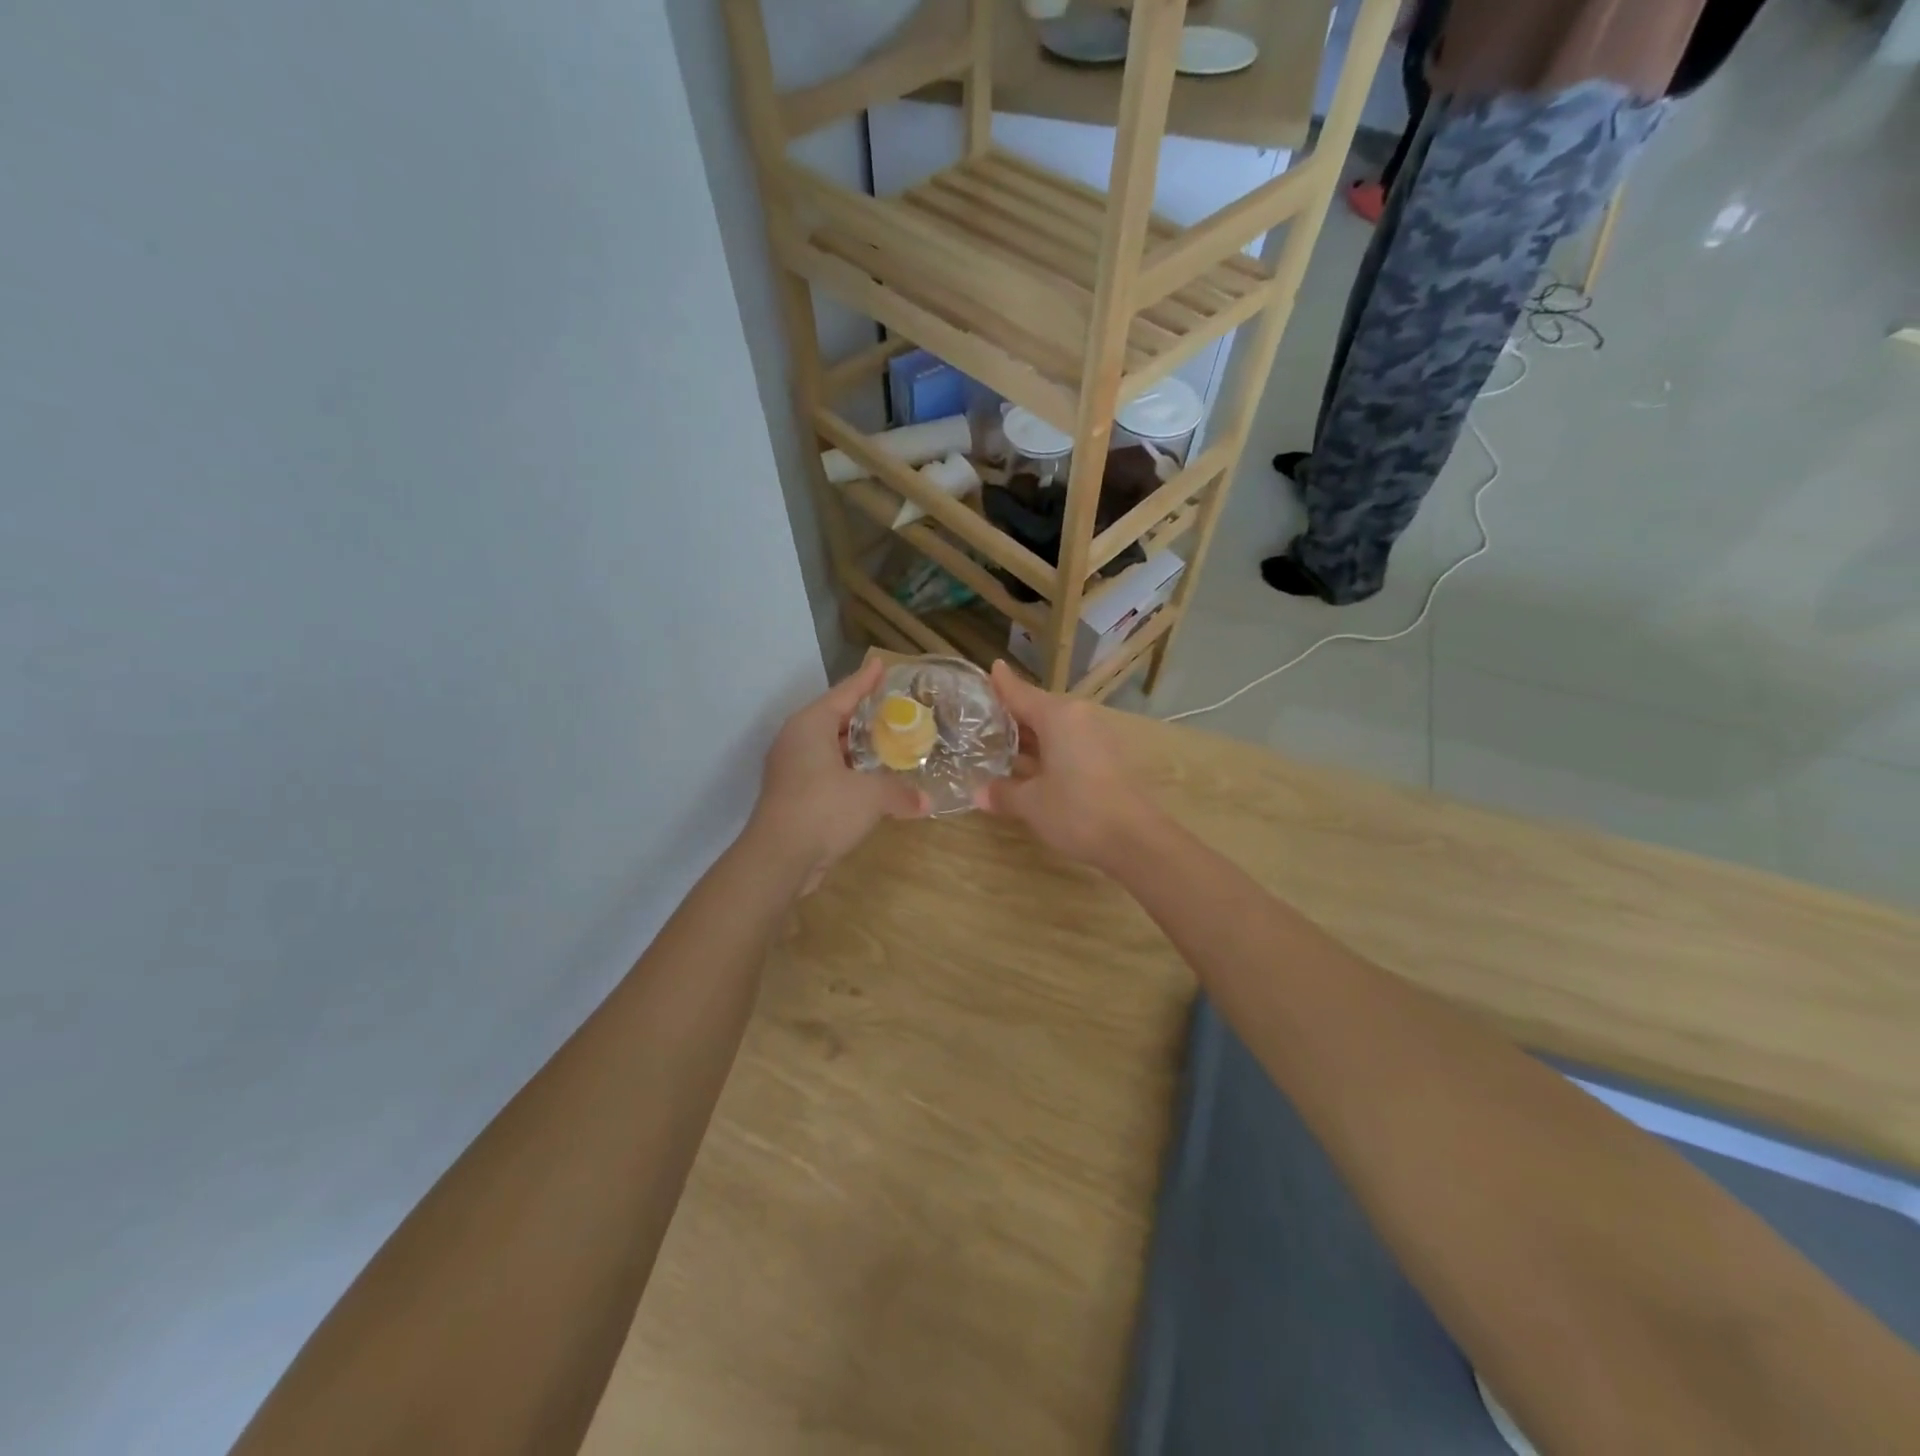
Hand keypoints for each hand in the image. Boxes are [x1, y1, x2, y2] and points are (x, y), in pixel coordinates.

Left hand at [748, 658, 927, 892]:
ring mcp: (790, 769)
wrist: (779, 858)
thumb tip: (926, 802)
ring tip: (887, 743)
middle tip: (894, 709)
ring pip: (828, 748)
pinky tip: (870, 780)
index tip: (880, 664)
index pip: (843, 693)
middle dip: (863, 715)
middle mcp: (796, 740)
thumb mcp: (872, 796)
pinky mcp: (791, 795)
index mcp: (810, 725)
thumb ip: (900, 792)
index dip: (865, 680)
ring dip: (856, 747)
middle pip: (834, 718)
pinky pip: (825, 772)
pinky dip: (848, 772)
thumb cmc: (824, 810)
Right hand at [975, 660, 1161, 868]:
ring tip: (1000, 744)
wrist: (1135, 839)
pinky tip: (1031, 768)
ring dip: (1030, 737)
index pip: (1021, 693)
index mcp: (1058, 716)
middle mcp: (1078, 718)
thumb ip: (1004, 793)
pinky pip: (1069, 745)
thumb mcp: (1031, 803)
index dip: (1002, 684)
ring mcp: (1096, 738)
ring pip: (1055, 729)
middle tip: (982, 719)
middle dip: (1013, 715)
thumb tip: (979, 792)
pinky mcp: (1107, 759)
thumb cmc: (1076, 811)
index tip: (991, 668)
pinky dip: (1048, 752)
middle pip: (1039, 709)